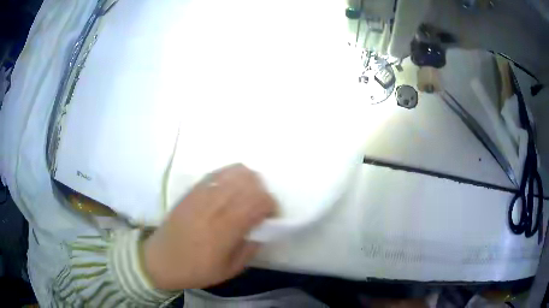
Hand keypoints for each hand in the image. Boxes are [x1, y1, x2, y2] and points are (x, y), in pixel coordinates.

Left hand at [143, 164, 276, 289]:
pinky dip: (232, 175)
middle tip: (260, 208)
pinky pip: (218, 172)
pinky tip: (232, 188)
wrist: (161, 259)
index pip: (257, 201)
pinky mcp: (192, 190)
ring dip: (249, 182)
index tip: (271, 217)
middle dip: (263, 193)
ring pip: (235, 172)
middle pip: (250, 183)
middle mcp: (214, 206)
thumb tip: (263, 230)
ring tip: (247, 196)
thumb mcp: (230, 269)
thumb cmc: (196, 269)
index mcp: (225, 229)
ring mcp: (201, 194)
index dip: (271, 205)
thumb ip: (251, 248)